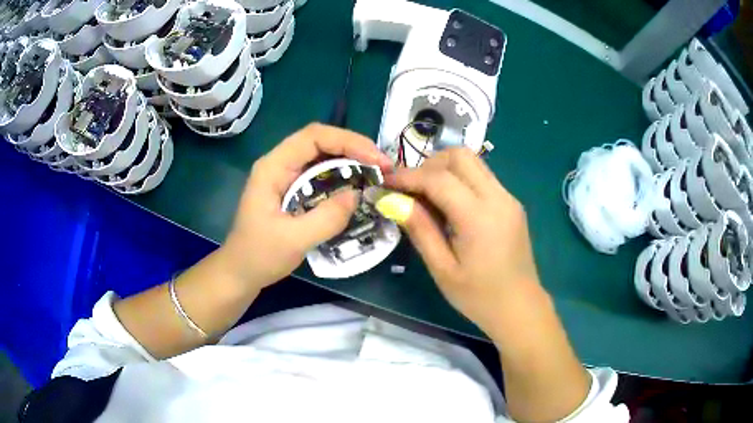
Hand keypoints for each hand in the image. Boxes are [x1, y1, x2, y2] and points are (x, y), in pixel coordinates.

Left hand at [220, 123, 392, 291]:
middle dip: (354, 149)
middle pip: (321, 141)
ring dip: (351, 161)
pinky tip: (358, 187)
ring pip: (323, 156)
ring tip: (377, 175)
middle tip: (383, 167)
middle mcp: (280, 164)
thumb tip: (357, 194)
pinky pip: (322, 174)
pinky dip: (343, 176)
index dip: (348, 141)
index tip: (375, 160)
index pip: (313, 136)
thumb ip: (326, 217)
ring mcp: (286, 176)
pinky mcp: (293, 190)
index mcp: (273, 167)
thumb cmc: (259, 256)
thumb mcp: (293, 240)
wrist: (240, 272)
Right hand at [384, 148, 542, 340]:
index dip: (408, 176)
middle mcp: (497, 198)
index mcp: (479, 217)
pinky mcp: (511, 203)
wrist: (519, 307)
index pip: (438, 179)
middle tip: (411, 189)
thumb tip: (393, 200)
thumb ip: (419, 229)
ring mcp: (508, 197)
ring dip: (445, 169)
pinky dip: (460, 179)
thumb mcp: (442, 268)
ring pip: (473, 161)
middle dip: (429, 164)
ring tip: (427, 195)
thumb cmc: (478, 296)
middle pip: (460, 156)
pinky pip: (482, 176)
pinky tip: (450, 205)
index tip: (386, 182)